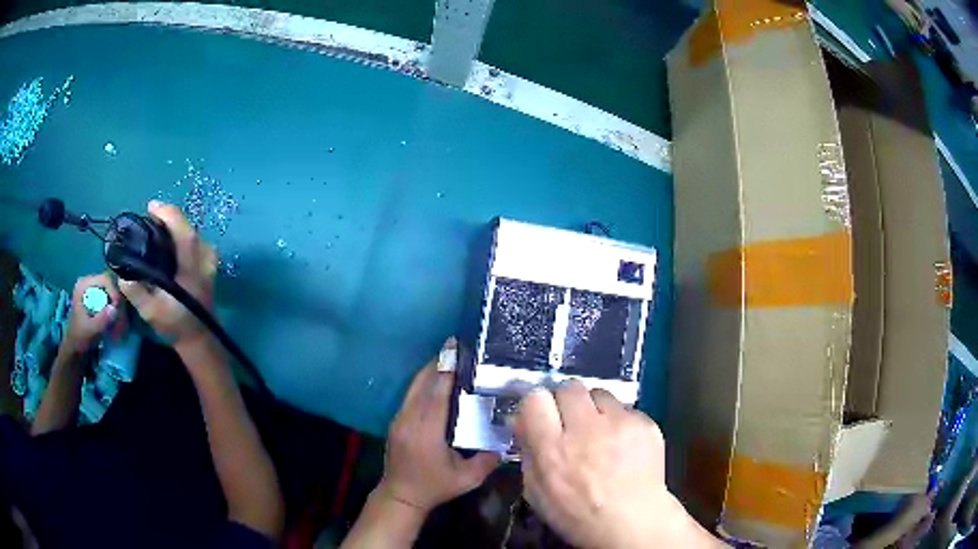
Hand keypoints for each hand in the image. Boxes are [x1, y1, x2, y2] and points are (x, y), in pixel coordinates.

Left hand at [62, 274, 121, 354]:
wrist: (74, 346)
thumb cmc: (80, 338)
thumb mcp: (91, 330)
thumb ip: (101, 320)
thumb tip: (115, 309)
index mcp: (83, 285)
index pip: (104, 279)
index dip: (114, 292)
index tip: (118, 309)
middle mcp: (87, 282)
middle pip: (108, 283)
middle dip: (116, 299)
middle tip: (120, 315)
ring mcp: (91, 289)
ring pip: (109, 290)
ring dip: (115, 304)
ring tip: (119, 319)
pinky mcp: (94, 297)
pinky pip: (108, 297)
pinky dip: (112, 307)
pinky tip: (114, 319)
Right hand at [119, 201, 216, 346]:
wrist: (199, 340)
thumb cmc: (176, 326)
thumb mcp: (152, 313)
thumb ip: (136, 293)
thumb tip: (121, 275)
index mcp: (191, 269)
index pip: (184, 232)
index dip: (169, 215)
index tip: (152, 207)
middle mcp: (204, 261)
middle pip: (188, 228)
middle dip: (169, 217)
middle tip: (150, 216)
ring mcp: (209, 262)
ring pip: (192, 233)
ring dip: (175, 225)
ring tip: (157, 226)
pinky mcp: (209, 265)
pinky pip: (195, 241)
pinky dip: (181, 235)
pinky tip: (169, 241)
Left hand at [377, 338, 499, 514]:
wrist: (400, 496)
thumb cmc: (435, 487)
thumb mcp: (467, 479)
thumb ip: (489, 460)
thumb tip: (507, 437)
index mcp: (427, 431)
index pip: (436, 393)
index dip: (446, 369)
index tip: (456, 349)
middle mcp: (409, 420)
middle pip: (422, 383)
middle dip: (438, 363)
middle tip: (456, 346)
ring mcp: (399, 419)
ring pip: (413, 387)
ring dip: (429, 371)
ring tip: (448, 358)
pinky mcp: (396, 422)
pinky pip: (410, 395)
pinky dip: (423, 383)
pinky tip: (435, 380)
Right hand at [514, 381, 719, 548]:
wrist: (634, 522)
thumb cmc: (578, 514)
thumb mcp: (537, 492)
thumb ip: (528, 452)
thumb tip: (524, 421)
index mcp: (553, 448)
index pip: (535, 398)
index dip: (536, 405)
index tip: (541, 415)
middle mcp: (586, 429)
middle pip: (568, 387)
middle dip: (565, 401)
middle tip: (570, 421)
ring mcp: (620, 423)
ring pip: (599, 393)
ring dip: (594, 408)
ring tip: (600, 432)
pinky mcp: (645, 423)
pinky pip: (625, 409)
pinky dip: (619, 421)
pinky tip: (622, 444)